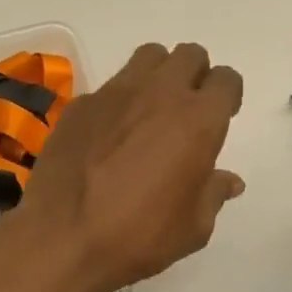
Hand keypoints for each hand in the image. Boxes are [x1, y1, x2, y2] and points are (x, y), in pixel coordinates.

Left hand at [15, 42, 244, 291]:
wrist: (63, 237)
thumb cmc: (140, 235)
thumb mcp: (194, 226)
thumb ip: (213, 192)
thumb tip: (229, 180)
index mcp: (198, 120)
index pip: (226, 79)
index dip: (227, 95)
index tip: (220, 116)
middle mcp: (160, 93)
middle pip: (189, 55)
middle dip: (195, 75)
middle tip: (187, 108)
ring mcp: (116, 92)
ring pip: (148, 56)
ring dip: (158, 74)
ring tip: (150, 109)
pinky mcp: (82, 102)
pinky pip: (110, 86)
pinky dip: (118, 101)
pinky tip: (108, 134)